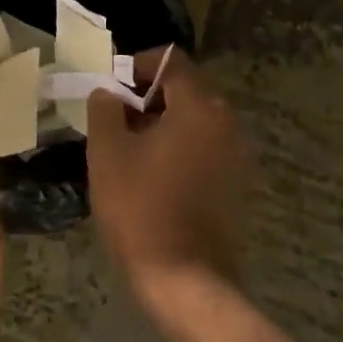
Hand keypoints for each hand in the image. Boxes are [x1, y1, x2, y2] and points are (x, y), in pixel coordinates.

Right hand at [86, 49, 249, 315]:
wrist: (186, 280)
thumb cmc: (141, 208)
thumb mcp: (108, 152)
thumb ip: (105, 108)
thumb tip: (108, 92)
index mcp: (199, 106)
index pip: (170, 60)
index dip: (136, 65)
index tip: (110, 86)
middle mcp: (227, 122)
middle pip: (186, 87)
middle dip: (148, 94)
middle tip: (114, 116)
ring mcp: (237, 153)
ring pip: (195, 118)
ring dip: (163, 121)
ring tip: (129, 146)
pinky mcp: (237, 182)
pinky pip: (205, 145)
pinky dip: (180, 145)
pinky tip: (153, 172)